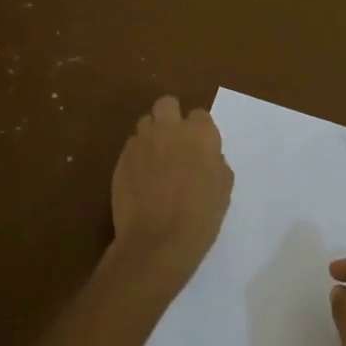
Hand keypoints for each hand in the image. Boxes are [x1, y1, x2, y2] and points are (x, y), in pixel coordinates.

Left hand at [109, 96, 232, 287]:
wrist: (158, 241)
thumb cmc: (200, 217)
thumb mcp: (223, 187)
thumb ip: (215, 161)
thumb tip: (206, 157)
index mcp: (201, 134)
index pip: (200, 115)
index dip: (199, 130)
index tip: (199, 147)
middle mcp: (170, 130)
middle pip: (167, 104)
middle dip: (170, 116)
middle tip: (174, 141)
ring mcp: (142, 142)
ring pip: (145, 122)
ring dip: (152, 134)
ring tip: (155, 158)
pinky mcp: (121, 158)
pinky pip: (131, 146)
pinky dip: (137, 155)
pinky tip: (141, 177)